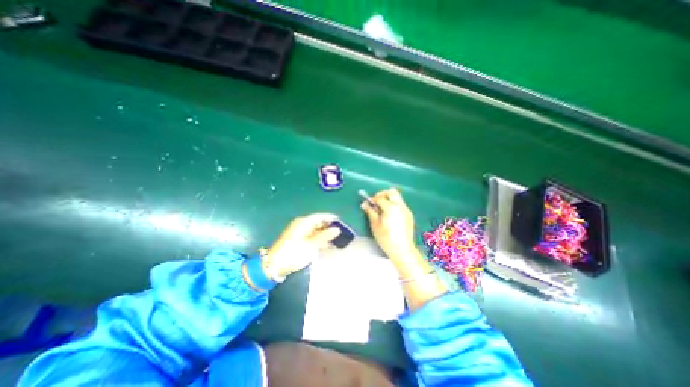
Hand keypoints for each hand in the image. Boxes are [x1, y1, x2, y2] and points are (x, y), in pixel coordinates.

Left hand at [263, 211, 339, 277]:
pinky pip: (311, 236)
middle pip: (318, 222)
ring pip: (315, 230)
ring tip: (336, 240)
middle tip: (341, 233)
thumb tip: (337, 229)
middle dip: (329, 227)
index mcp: (304, 222)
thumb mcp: (312, 245)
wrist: (275, 265)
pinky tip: (326, 245)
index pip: (320, 216)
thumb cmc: (294, 253)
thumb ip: (325, 236)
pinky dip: (319, 239)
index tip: (342, 222)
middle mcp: (301, 224)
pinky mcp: (298, 239)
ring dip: (325, 234)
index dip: (331, 218)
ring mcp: (299, 232)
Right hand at [362, 188, 413, 260]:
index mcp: (391, 207)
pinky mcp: (409, 215)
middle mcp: (400, 206)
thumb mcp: (375, 225)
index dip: (372, 199)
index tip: (368, 203)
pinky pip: (401, 204)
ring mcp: (406, 210)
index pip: (380, 198)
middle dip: (383, 194)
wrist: (402, 250)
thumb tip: (364, 203)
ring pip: (398, 197)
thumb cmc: (386, 238)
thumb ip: (370, 212)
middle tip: (376, 202)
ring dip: (389, 199)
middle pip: (392, 192)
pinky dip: (394, 205)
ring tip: (383, 209)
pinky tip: (390, 215)